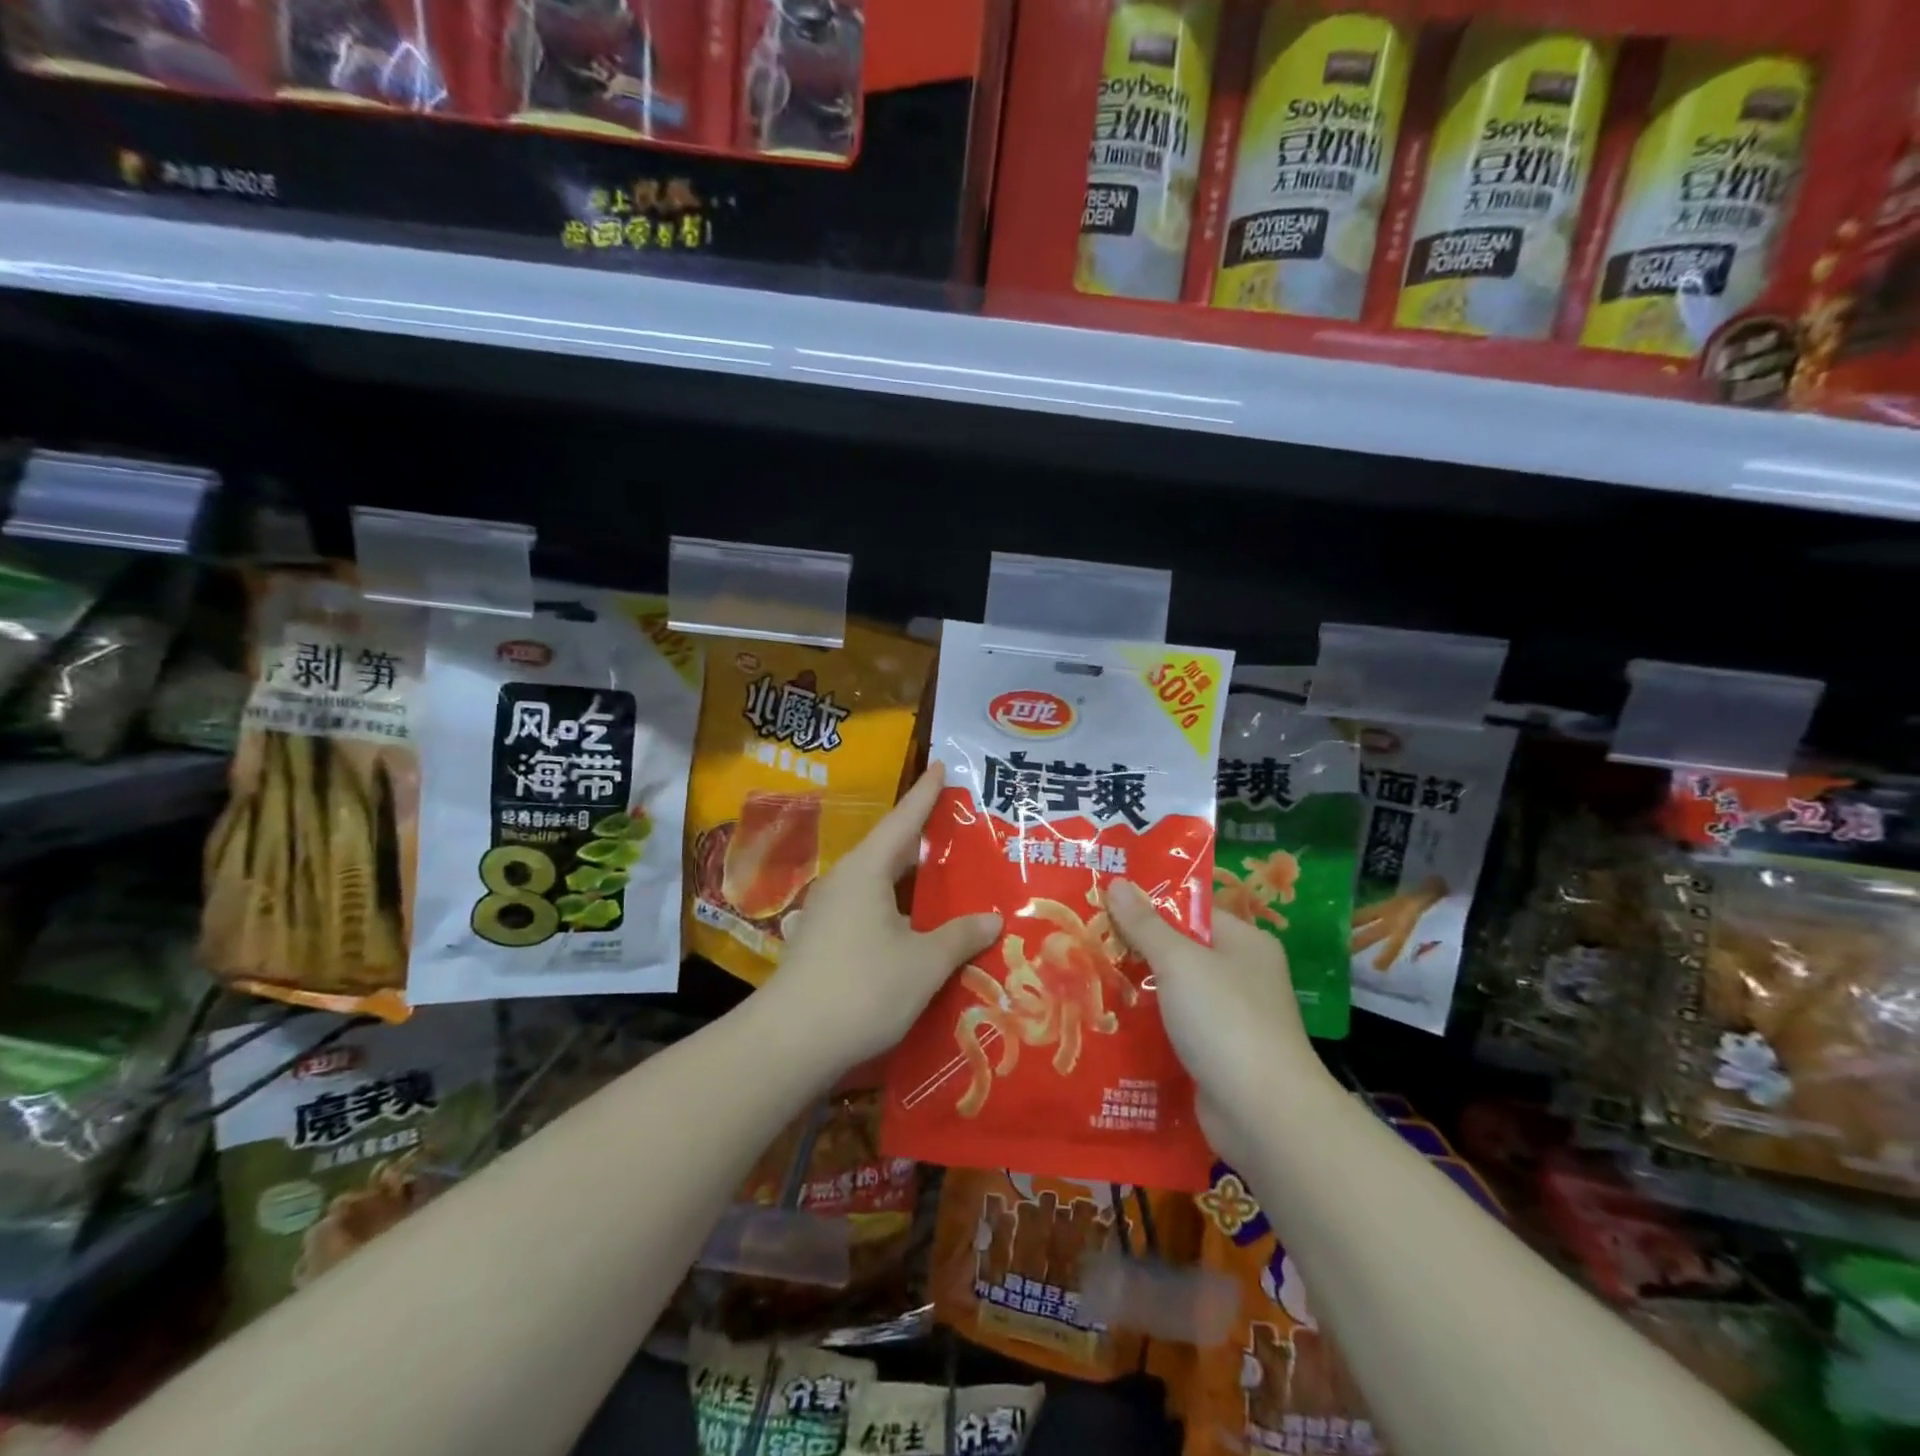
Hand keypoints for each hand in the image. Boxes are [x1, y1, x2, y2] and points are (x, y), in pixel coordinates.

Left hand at [757, 764, 1000, 1075]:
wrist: (791, 1043)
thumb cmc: (863, 989)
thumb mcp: (924, 963)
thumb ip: (960, 936)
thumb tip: (993, 919)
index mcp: (867, 871)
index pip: (904, 820)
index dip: (926, 793)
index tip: (941, 766)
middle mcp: (844, 882)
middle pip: (890, 850)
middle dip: (922, 838)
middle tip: (957, 828)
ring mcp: (828, 913)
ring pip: (877, 884)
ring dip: (909, 881)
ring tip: (944, 879)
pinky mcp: (822, 942)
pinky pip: (867, 911)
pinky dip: (895, 911)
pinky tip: (914, 929)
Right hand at [1106, 880, 1331, 1164]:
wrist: (1262, 1114)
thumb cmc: (1225, 1020)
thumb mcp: (1179, 961)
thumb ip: (1145, 924)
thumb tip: (1118, 882)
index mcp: (1244, 942)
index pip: (1191, 910)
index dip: (1149, 903)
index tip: (1103, 900)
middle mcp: (1241, 975)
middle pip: (1180, 950)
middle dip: (1136, 947)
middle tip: (1086, 936)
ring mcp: (1231, 1018)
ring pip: (1174, 991)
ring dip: (1137, 988)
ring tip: (1086, 974)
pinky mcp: (1216, 1055)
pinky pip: (1174, 1028)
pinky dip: (1147, 1025)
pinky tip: (1108, 1020)